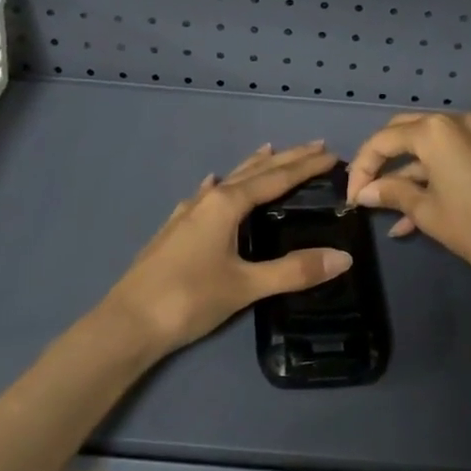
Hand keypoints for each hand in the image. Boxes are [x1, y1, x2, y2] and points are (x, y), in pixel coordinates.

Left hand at [101, 142, 353, 354]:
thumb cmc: (189, 300)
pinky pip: (204, 198)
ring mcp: (187, 214)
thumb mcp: (246, 286)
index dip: (305, 166)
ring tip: (270, 151)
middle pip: (254, 173)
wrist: (126, 324)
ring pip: (228, 182)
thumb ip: (294, 271)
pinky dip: (218, 188)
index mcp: (227, 205)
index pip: (276, 179)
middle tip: (314, 146)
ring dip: (253, 167)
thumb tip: (343, 257)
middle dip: (285, 159)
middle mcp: (207, 201)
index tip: (331, 153)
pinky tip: (211, 186)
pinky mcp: (174, 231)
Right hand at [345, 112, 470, 283]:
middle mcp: (453, 122)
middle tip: (365, 190)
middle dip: (381, 162)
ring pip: (426, 147)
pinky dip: (429, 177)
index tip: (351, 197)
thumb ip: (391, 193)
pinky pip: (448, 156)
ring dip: (405, 176)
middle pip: (403, 133)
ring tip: (386, 212)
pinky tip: (412, 214)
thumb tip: (364, 192)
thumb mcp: (426, 211)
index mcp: (434, 131)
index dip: (362, 168)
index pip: (383, 140)